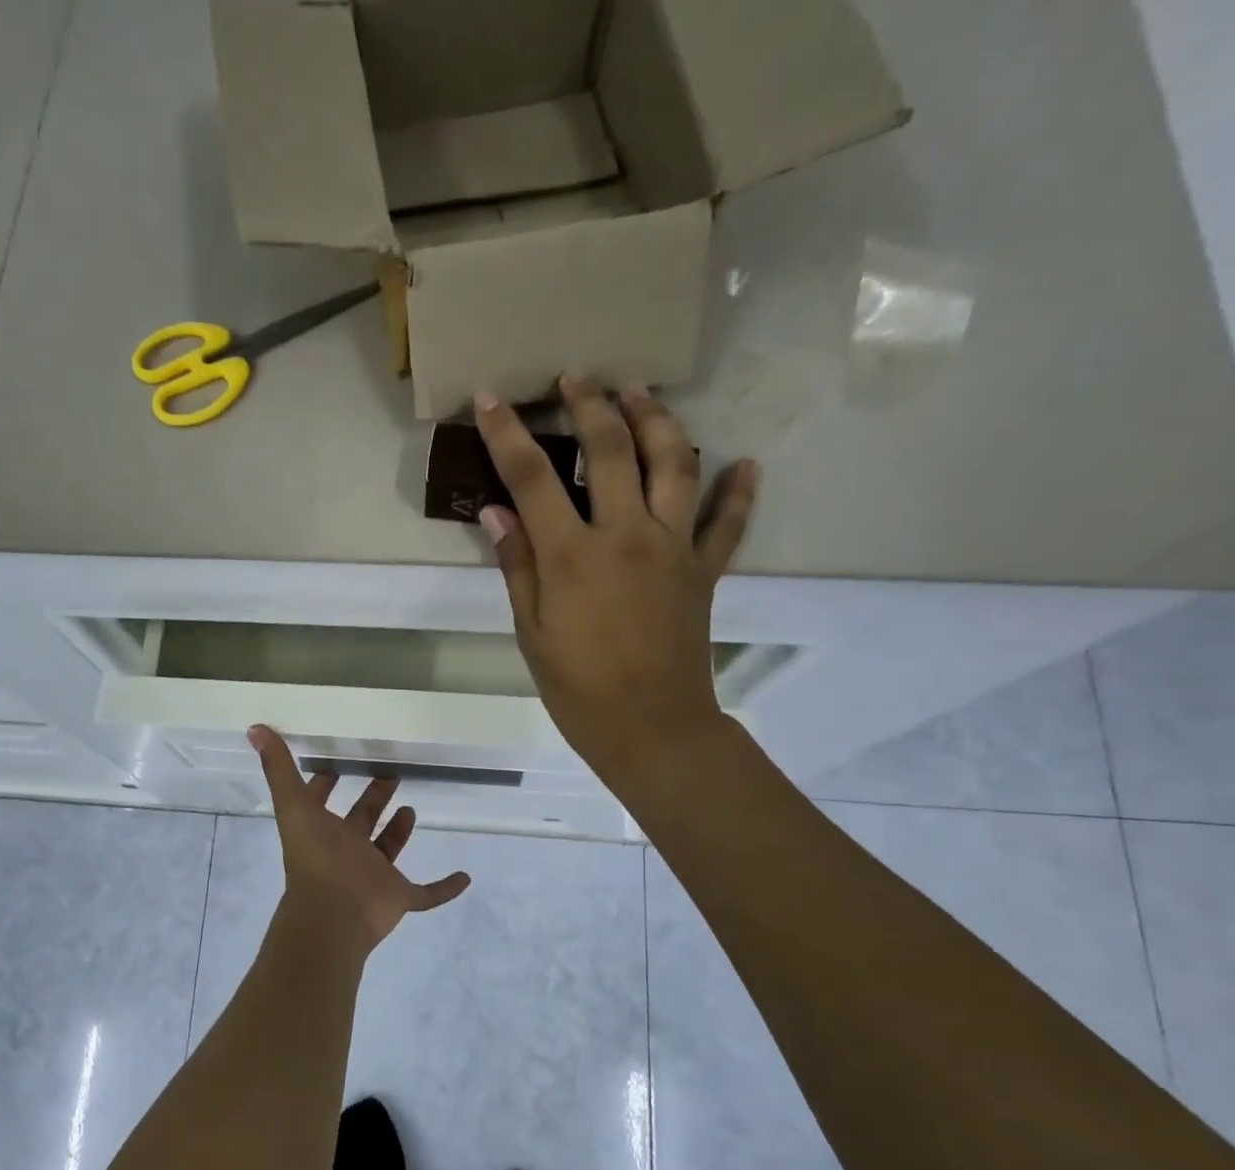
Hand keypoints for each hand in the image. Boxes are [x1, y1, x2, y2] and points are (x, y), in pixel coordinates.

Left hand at [248, 725, 470, 959]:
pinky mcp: (398, 897)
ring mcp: (373, 876)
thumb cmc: (316, 858)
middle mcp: (346, 850)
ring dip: (398, 833)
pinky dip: (444, 889)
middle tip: (390, 775)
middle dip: (373, 799)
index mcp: (322, 830)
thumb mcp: (295, 806)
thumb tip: (254, 728)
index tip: (337, 763)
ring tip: (411, 809)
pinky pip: (427, 894)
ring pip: (387, 851)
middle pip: (361, 821)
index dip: (324, 783)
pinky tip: (465, 877)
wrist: (332, 916)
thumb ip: (279, 768)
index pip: (320, 802)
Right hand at [473, 374, 759, 789]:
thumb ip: (517, 566)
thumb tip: (496, 512)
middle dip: (591, 404)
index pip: (534, 477)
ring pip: (674, 463)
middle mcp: (627, 535)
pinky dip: (738, 490)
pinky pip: (728, 520)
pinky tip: (742, 465)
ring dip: (656, 420)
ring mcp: (674, 547)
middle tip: (577, 376)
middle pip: (611, 450)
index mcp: (573, 555)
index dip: (508, 433)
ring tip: (639, 395)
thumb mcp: (530, 632)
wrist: (651, 727)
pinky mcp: (705, 569)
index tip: (491, 397)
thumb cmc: (577, 688)